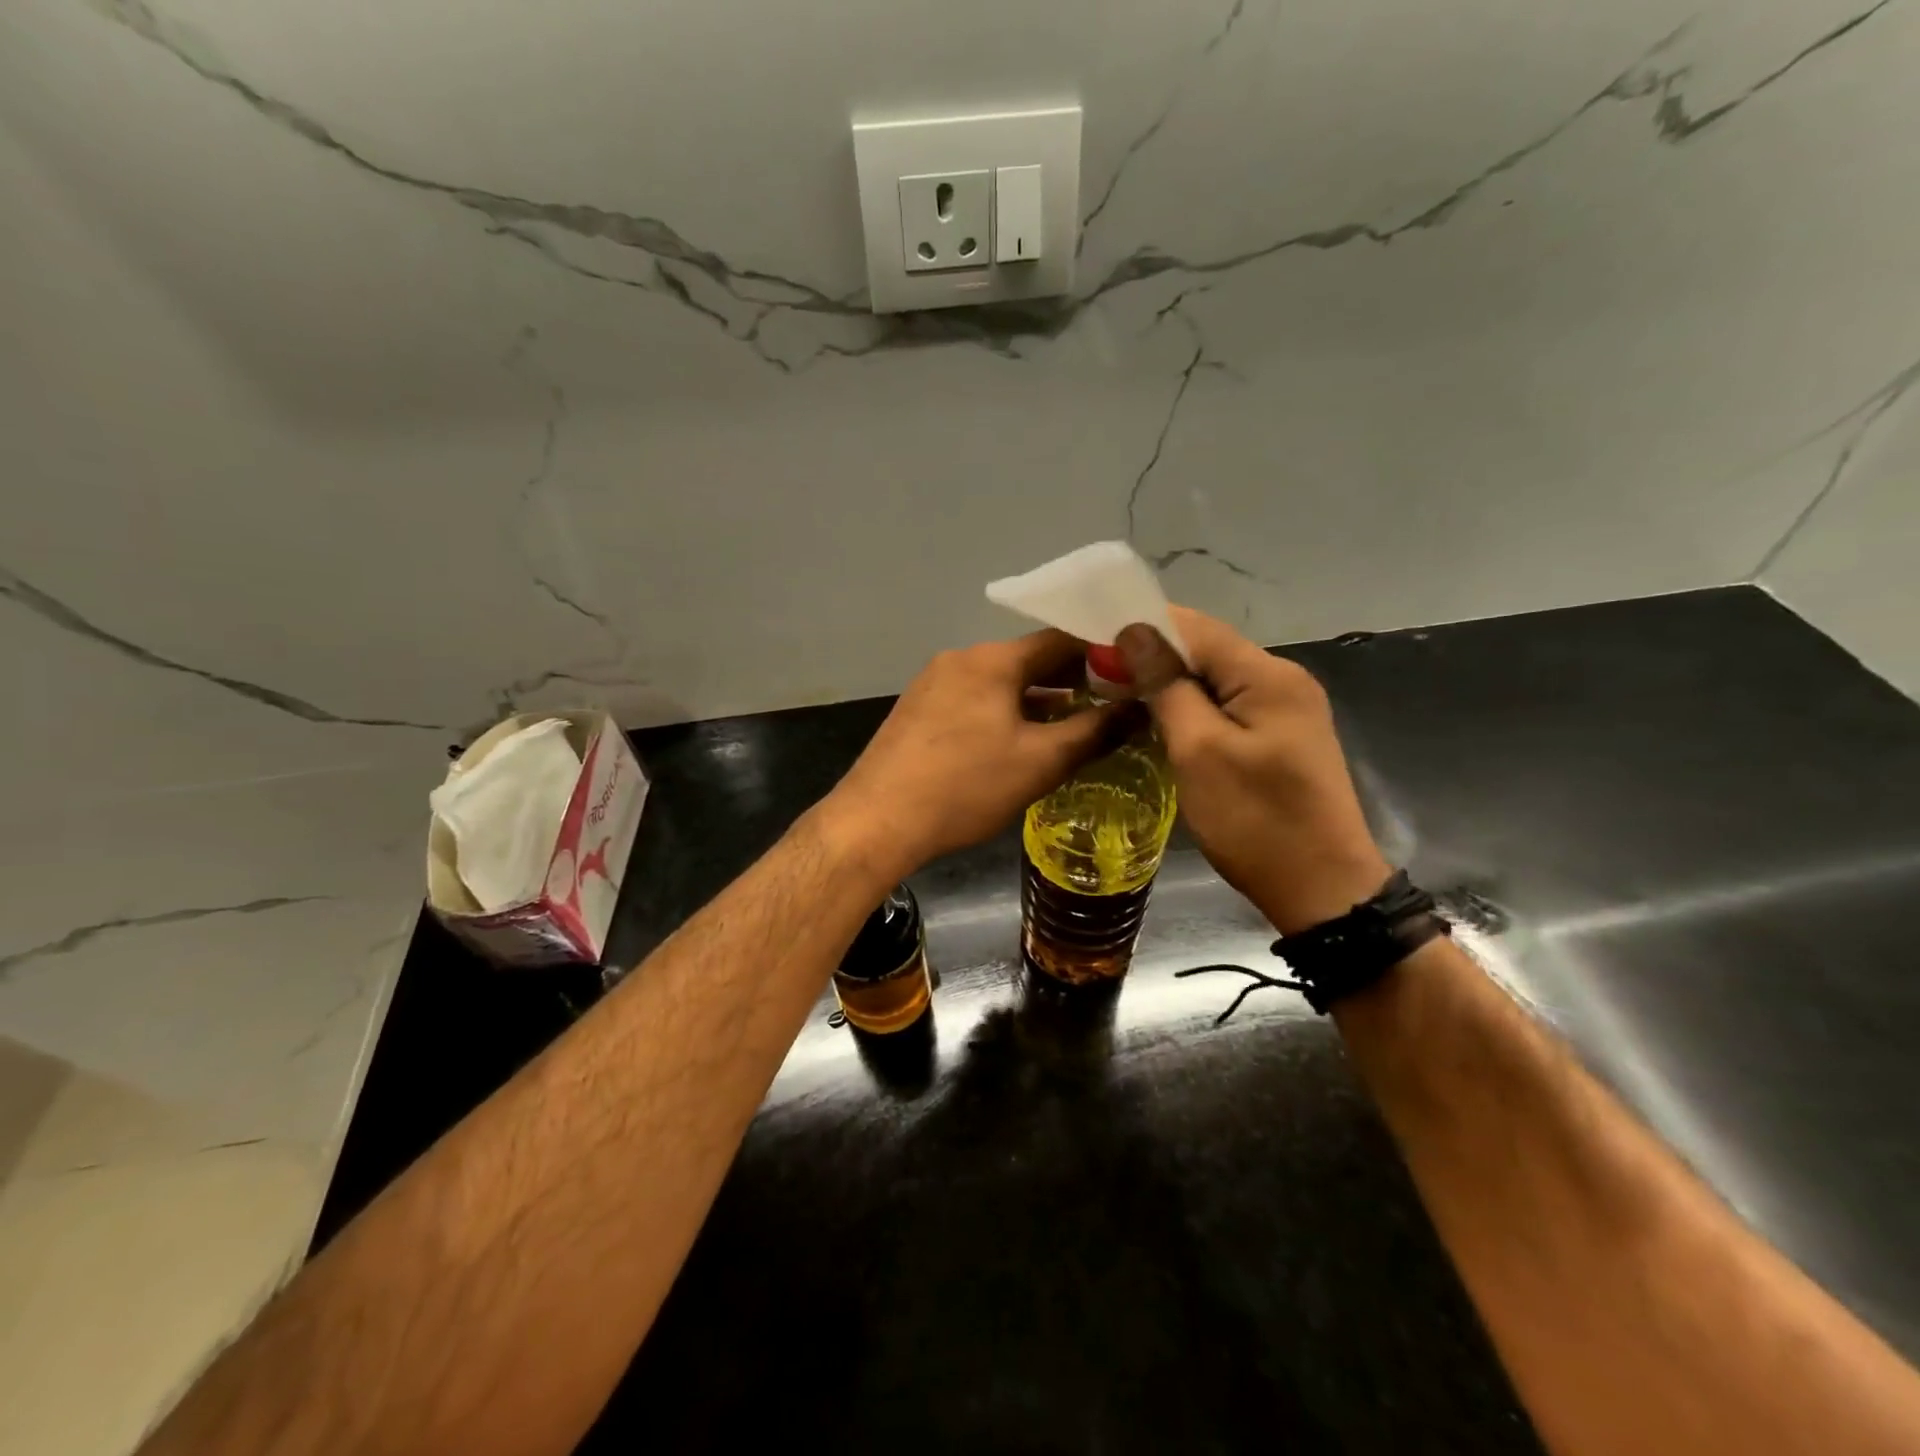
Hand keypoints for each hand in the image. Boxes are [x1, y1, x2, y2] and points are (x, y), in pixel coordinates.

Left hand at [822, 630, 1113, 879]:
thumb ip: (1094, 732)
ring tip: (1074, 723)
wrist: (877, 821)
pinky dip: (1005, 712)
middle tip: (1112, 701)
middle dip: (1071, 679)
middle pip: (1028, 659)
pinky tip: (1020, 740)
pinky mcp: (918, 711)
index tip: (1134, 672)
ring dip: (1037, 699)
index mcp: (991, 660)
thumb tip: (1139, 711)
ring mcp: (933, 684)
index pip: (1060, 639)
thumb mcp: (1040, 762)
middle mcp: (960, 660)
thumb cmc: (965, 786)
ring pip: (1000, 682)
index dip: (1102, 653)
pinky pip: (974, 700)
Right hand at [1118, 607, 1389, 933]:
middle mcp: (1282, 679)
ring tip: (1119, 695)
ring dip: (1169, 682)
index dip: (1142, 628)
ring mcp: (1286, 707)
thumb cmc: (1255, 821)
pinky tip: (1161, 719)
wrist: (1322, 889)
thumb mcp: (1199, 751)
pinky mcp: (1281, 735)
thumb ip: (1167, 686)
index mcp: (1267, 675)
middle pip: (1206, 648)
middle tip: (1098, 678)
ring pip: (1215, 677)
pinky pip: (1228, 703)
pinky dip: (1191, 705)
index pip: (1195, 626)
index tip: (1092, 646)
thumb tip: (1134, 632)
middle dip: (1152, 656)